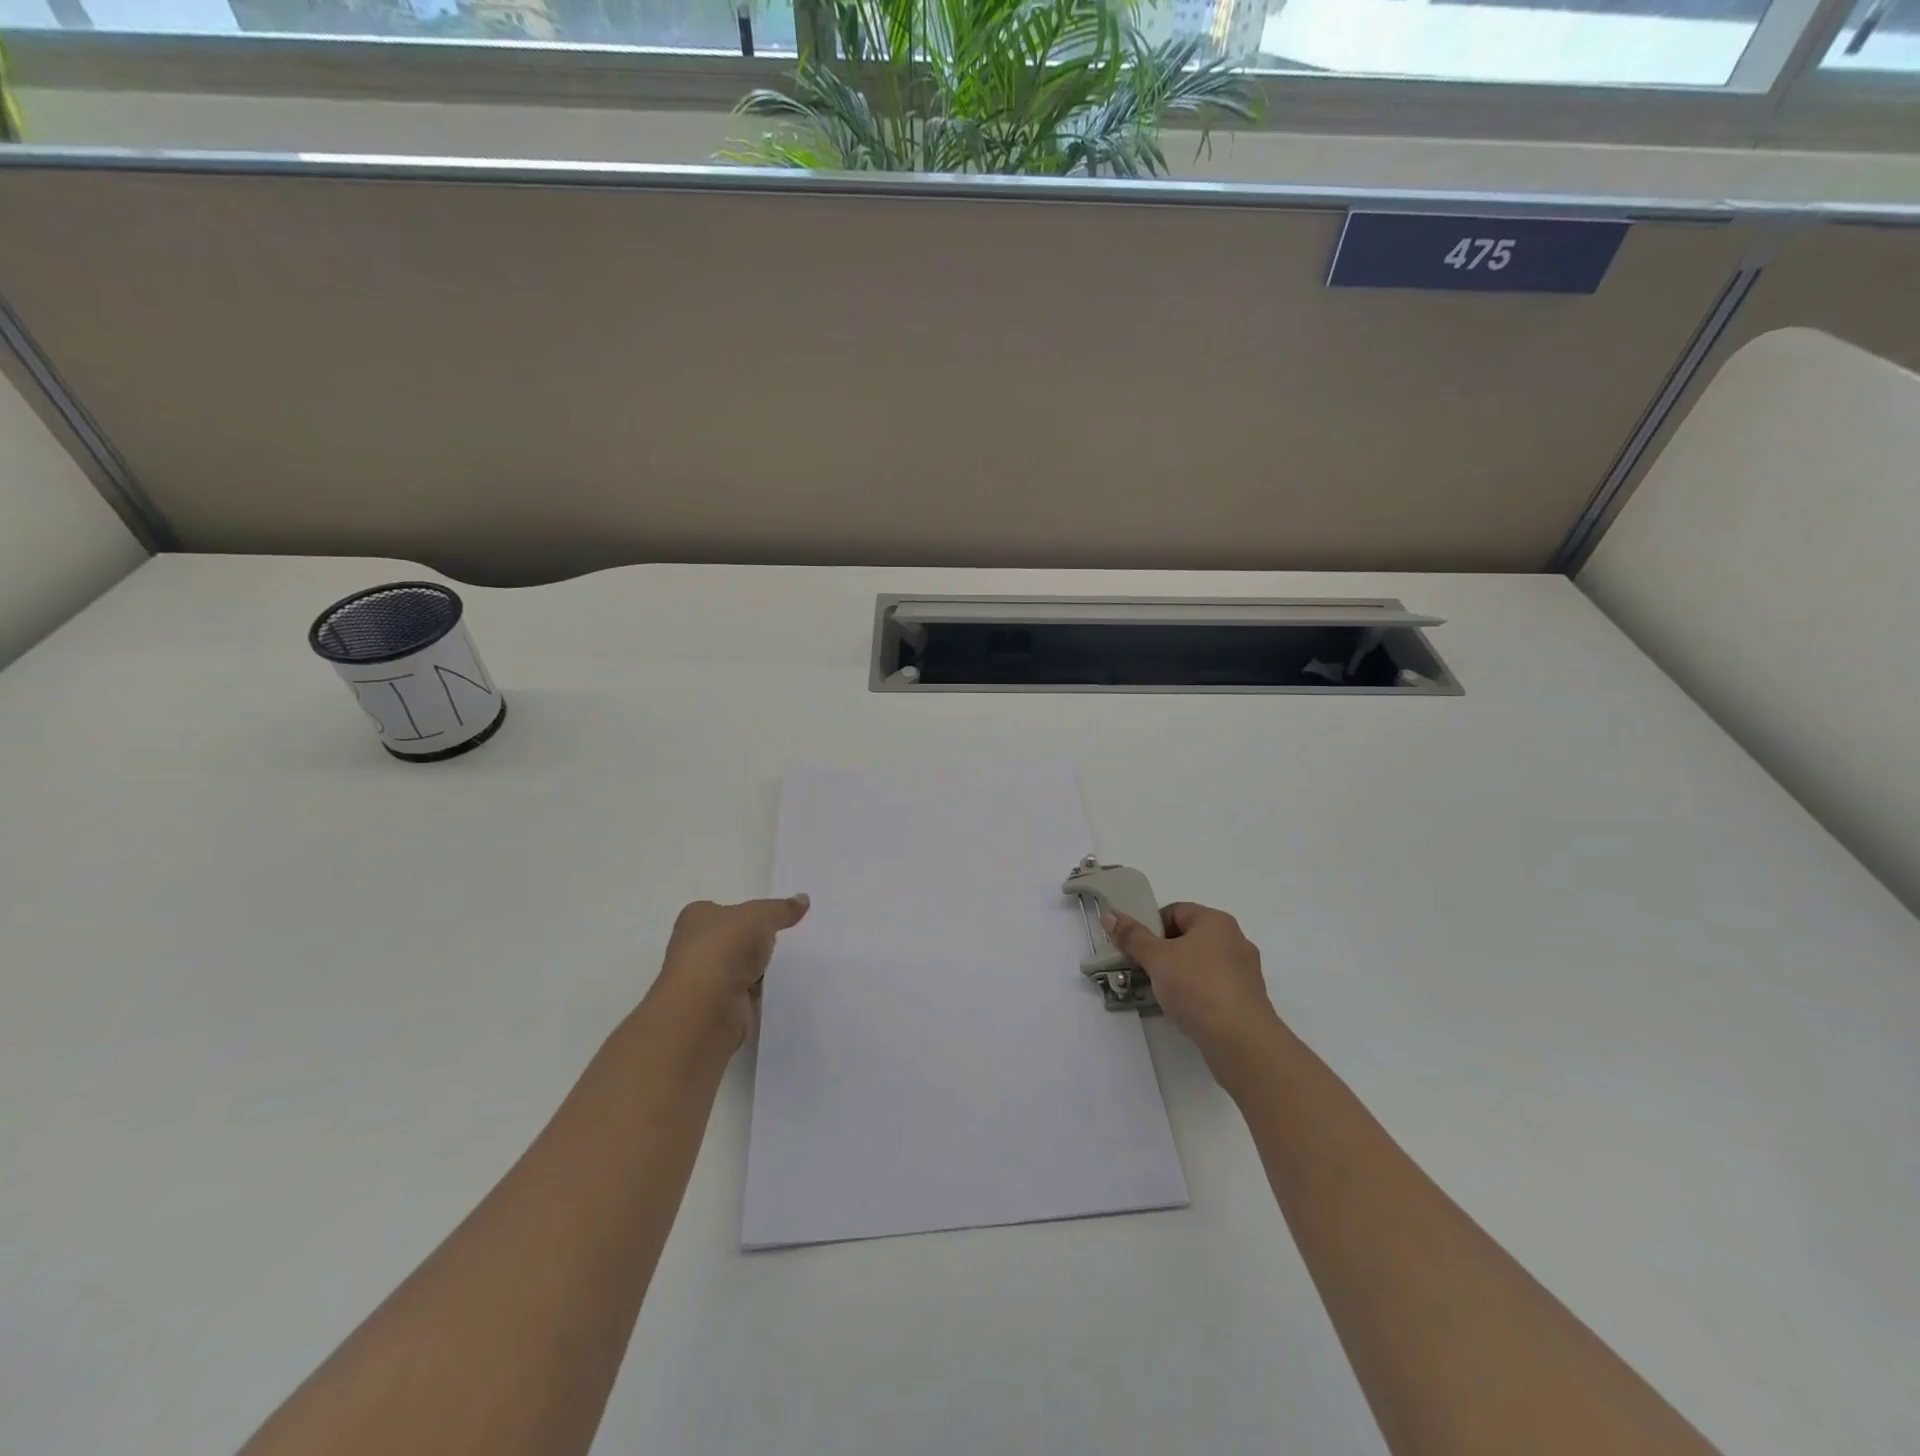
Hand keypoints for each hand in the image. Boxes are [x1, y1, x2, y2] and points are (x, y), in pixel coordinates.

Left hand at [648, 895, 809, 1047]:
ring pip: (738, 968)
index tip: (770, 917)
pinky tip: (776, 988)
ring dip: (757, 969)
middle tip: (784, 938)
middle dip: (753, 942)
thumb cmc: (725, 948)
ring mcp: (705, 980)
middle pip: (730, 940)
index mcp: (696, 918)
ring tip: (788, 963)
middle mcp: (695, 947)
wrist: (706, 1008)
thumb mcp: (760, 916)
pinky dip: (759, 993)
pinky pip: (745, 994)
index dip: (743, 913)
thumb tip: (803, 899)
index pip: (720, 910)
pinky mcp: (717, 1008)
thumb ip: (782, 909)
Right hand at [1102, 902, 1289, 1082]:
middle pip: (1188, 937)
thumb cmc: (1197, 987)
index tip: (1137, 949)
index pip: (1175, 911)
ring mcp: (1244, 971)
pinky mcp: (1247, 999)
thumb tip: (1110, 915)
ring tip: (1161, 993)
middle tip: (1144, 970)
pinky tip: (1184, 1010)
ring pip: (1201, 963)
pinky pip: (1214, 986)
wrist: (1241, 1041)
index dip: (1151, 926)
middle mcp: (1235, 940)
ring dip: (1179, 974)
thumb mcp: (1157, 959)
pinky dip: (1196, 993)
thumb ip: (1132, 937)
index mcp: (1216, 921)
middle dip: (1163, 952)